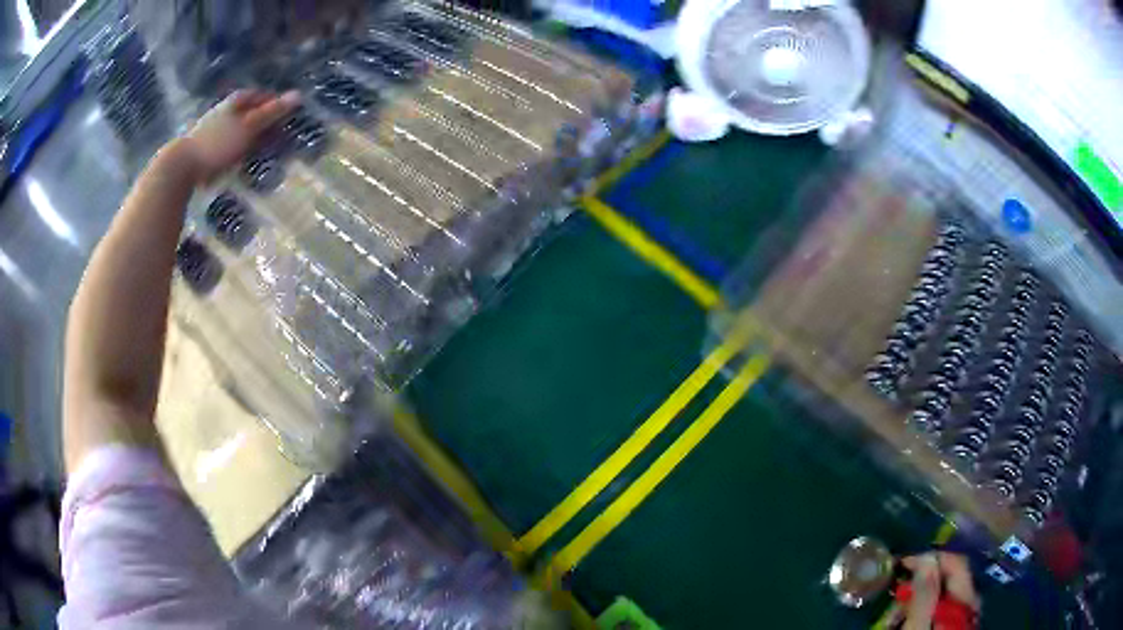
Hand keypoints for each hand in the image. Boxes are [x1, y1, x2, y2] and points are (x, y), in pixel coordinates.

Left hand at [181, 89, 300, 183]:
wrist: (181, 166)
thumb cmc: (218, 143)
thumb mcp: (249, 126)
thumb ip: (272, 112)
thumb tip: (298, 95)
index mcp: (237, 101)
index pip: (264, 97)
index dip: (277, 105)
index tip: (289, 120)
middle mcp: (227, 110)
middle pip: (251, 113)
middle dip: (266, 125)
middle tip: (280, 141)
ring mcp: (215, 129)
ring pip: (240, 131)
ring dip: (253, 141)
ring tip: (263, 155)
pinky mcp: (207, 148)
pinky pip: (230, 147)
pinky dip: (239, 153)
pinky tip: (242, 165)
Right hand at [890, 552, 980, 629]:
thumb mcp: (918, 627)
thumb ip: (926, 593)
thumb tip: (926, 558)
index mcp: (966, 599)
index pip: (956, 562)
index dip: (929, 557)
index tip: (900, 565)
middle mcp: (970, 603)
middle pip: (947, 580)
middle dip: (917, 587)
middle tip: (891, 603)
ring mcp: (963, 617)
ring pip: (940, 598)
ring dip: (914, 605)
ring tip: (891, 623)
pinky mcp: (954, 628)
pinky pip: (938, 613)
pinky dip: (919, 616)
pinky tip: (904, 627)